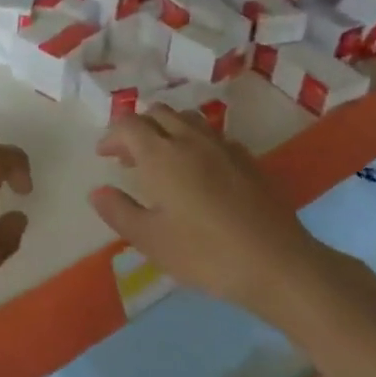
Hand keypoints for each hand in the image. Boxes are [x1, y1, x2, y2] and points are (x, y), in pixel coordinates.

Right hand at [89, 105, 313, 310]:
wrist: (278, 263)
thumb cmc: (206, 254)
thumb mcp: (151, 241)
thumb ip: (119, 212)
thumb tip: (97, 191)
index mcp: (161, 155)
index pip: (129, 124)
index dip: (112, 135)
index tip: (104, 156)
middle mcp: (190, 140)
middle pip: (158, 113)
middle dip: (138, 128)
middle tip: (129, 157)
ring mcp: (223, 146)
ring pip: (187, 119)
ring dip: (167, 129)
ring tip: (162, 159)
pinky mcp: (248, 159)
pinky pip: (212, 135)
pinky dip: (195, 141)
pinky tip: (199, 171)